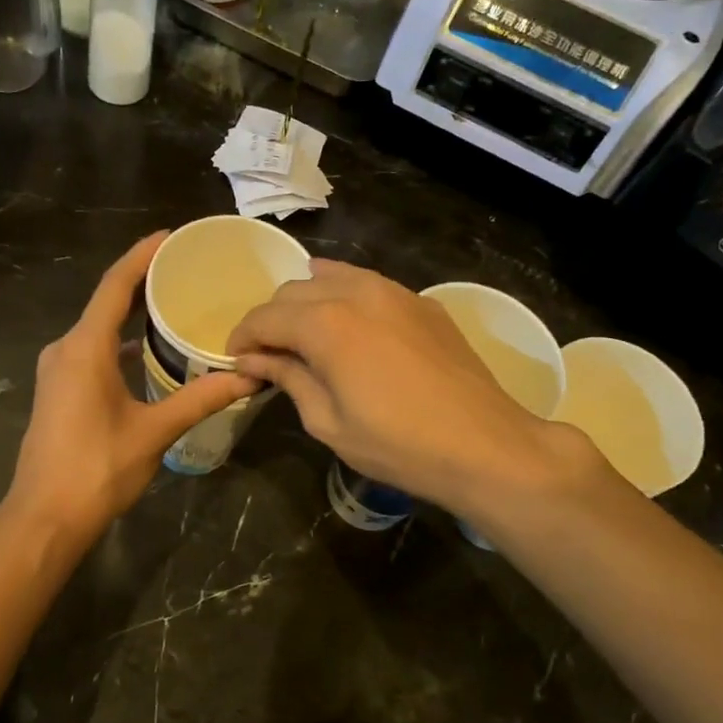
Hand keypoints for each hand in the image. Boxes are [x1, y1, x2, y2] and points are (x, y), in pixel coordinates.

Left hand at [0, 232, 252, 552]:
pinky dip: (119, 341)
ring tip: (172, 304)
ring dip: (130, 313)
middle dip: (141, 281)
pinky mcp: (59, 390)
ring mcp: (58, 371)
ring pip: (97, 328)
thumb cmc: (97, 468)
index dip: (141, 256)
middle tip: (183, 268)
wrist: (44, 517)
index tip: (170, 236)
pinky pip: (92, 350)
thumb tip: (248, 378)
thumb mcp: (153, 432)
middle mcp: (65, 349)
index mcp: (85, 348)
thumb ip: (199, 399)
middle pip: (105, 302)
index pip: (114, 286)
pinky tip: (147, 351)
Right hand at [227, 261, 604, 518]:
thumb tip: (253, 360)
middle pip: (293, 291)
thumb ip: (288, 378)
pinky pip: (368, 285)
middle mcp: (356, 292)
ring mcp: (394, 291)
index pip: (265, 317)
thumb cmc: (398, 444)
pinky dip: (344, 298)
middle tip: (270, 357)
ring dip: (307, 303)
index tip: (237, 362)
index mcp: (325, 323)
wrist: (485, 445)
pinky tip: (348, 327)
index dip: (242, 338)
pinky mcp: (421, 302)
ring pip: (331, 277)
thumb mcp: (328, 421)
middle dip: (272, 320)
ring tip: (305, 338)